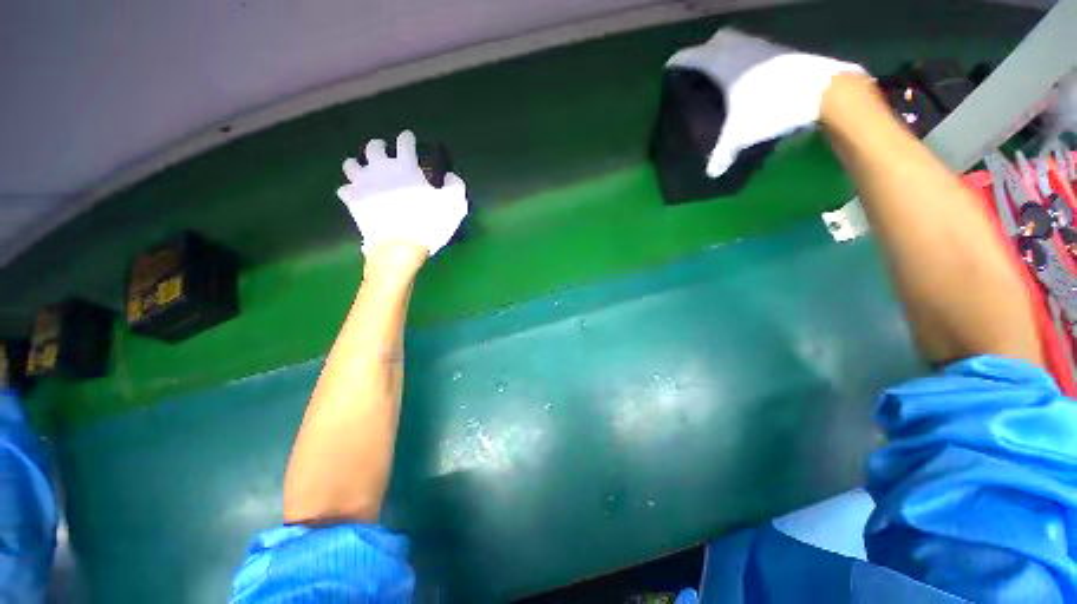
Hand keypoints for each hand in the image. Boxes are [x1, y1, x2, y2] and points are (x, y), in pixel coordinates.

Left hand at [338, 130, 467, 256]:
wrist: (400, 246)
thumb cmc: (429, 223)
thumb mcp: (455, 205)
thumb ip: (455, 186)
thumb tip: (449, 176)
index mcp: (405, 166)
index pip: (404, 143)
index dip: (407, 138)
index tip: (409, 137)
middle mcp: (380, 169)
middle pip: (373, 147)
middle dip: (379, 146)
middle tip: (385, 152)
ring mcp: (363, 184)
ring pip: (351, 164)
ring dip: (359, 165)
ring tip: (365, 171)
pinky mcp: (353, 201)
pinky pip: (344, 189)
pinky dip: (350, 190)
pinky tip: (357, 194)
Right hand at [667, 29, 864, 177]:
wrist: (823, 90)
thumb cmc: (772, 106)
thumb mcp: (741, 134)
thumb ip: (722, 153)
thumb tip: (711, 173)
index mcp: (723, 63)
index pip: (692, 57)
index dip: (678, 62)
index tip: (669, 69)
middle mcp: (740, 48)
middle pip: (715, 40)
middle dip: (703, 52)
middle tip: (698, 72)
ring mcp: (763, 46)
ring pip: (737, 40)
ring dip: (726, 51)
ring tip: (721, 74)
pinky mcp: (781, 51)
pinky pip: (754, 47)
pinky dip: (745, 56)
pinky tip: (748, 76)